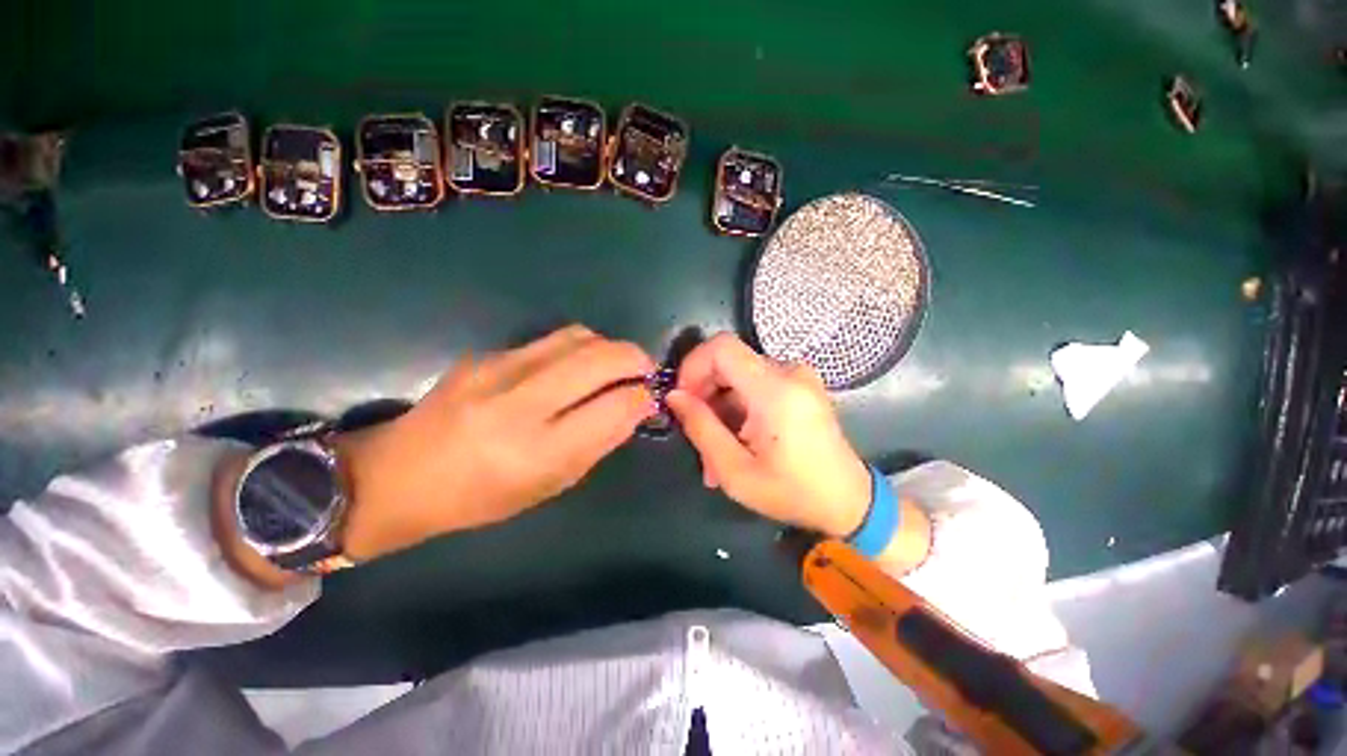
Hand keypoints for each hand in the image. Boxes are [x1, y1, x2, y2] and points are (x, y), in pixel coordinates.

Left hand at [336, 326, 656, 560]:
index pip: (614, 406)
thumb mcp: (550, 484)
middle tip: (645, 371)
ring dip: (609, 348)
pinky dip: (579, 349)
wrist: (399, 473)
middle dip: (636, 358)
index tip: (651, 397)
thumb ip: (599, 442)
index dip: (642, 396)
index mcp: (537, 451)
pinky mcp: (486, 353)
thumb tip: (635, 407)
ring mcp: (498, 369)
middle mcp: (519, 402)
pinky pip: (551, 340)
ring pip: (579, 337)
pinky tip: (574, 368)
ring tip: (613, 366)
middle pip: (600, 358)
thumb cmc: (481, 496)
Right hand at [665, 333, 870, 537]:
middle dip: (704, 392)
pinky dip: (738, 406)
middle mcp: (789, 372)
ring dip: (720, 406)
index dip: (693, 366)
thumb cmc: (793, 492)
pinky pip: (756, 384)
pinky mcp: (800, 386)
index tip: (683, 399)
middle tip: (696, 432)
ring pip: (739, 375)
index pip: (721, 348)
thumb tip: (675, 397)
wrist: (849, 502)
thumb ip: (701, 428)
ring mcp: (798, 377)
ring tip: (715, 448)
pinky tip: (736, 440)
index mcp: (775, 390)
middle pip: (728, 361)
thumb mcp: (735, 471)